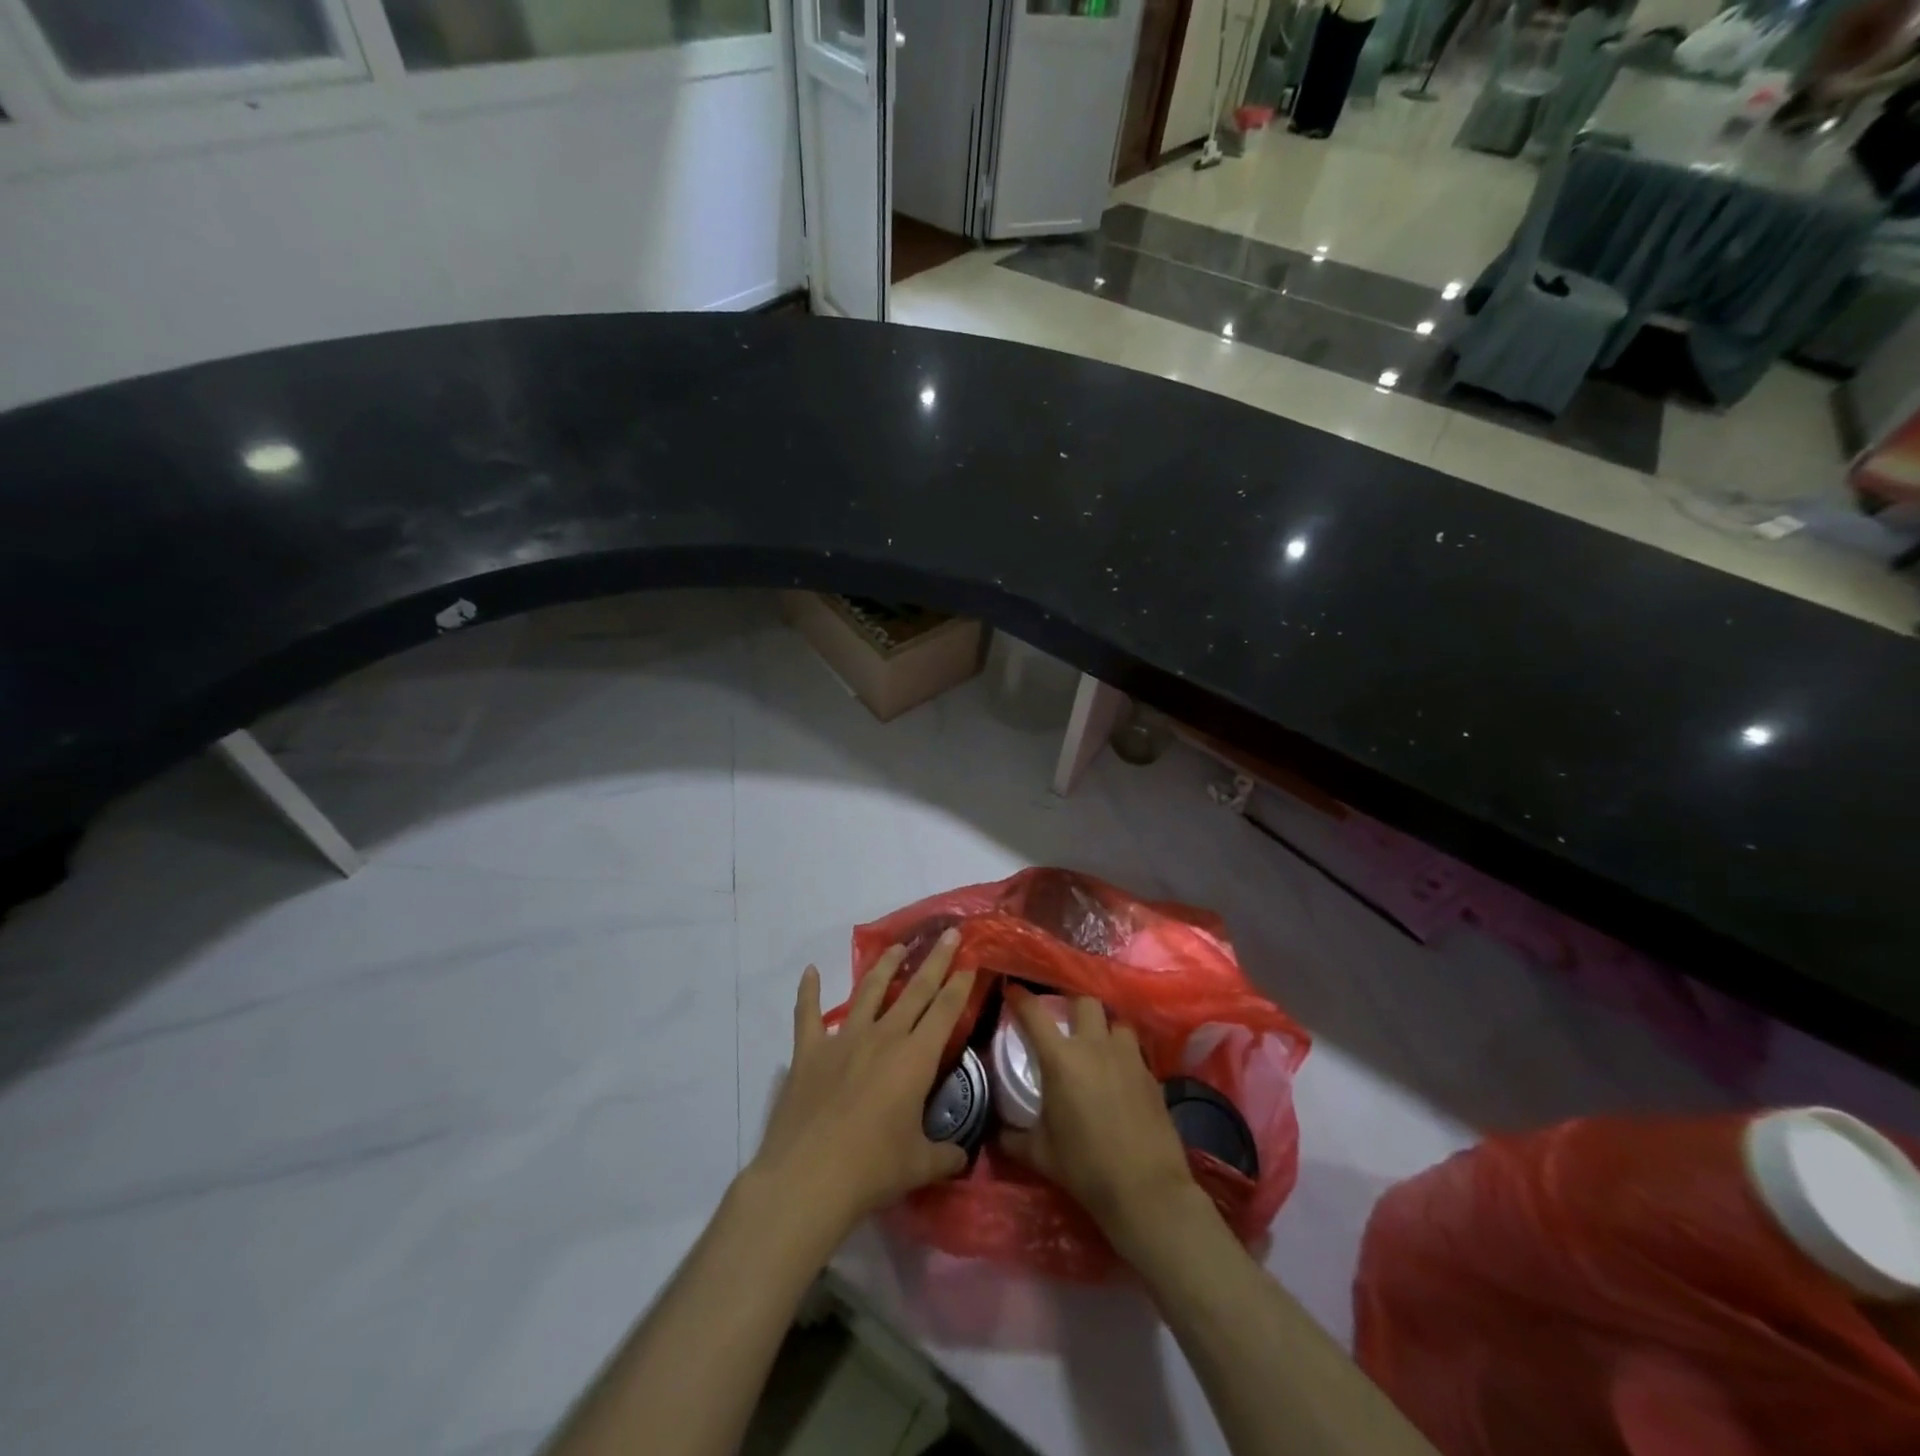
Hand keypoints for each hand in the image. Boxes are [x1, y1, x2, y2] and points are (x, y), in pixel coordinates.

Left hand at [746, 930, 975, 1246]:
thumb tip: (961, 1158)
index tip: (971, 960)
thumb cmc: (871, 1169)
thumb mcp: (918, 1165)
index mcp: (914, 1058)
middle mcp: (882, 1037)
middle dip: (935, 960)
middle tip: (949, 934)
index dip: (960, 984)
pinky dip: (808, 992)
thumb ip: (944, 1156)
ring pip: (869, 992)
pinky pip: (808, 1014)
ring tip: (897, 947)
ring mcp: (843, 1039)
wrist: (807, 1177)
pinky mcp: (809, 1051)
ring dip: (885, 966)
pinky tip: (810, 971)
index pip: (945, 1011)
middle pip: (915, 990)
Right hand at [999, 993, 1201, 1249]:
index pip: (1035, 1014)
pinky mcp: (1151, 1074)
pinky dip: (1124, 1054)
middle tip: (1064, 1019)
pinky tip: (1121, 1075)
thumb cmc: (1085, 1168)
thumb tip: (996, 1132)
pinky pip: (1135, 1051)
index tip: (1013, 990)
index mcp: (1061, 1059)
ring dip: (1105, 1027)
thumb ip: (1013, 1137)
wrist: (1145, 1190)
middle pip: (1084, 1001)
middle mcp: (1095, 1046)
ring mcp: (1128, 1057)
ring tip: (1098, 1043)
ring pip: (1116, 1021)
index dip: (1021, 998)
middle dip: (1072, 1005)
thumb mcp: (1040, 1154)